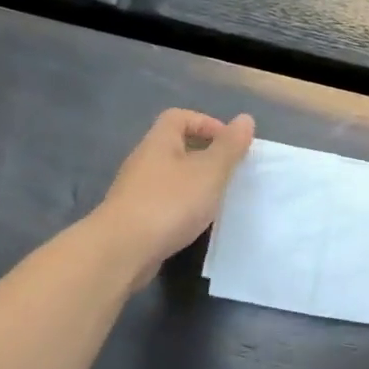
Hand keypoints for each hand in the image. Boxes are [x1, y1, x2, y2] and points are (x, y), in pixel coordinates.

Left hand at [95, 109, 254, 286]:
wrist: (122, 250)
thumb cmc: (170, 203)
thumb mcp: (209, 171)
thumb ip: (229, 147)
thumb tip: (245, 119)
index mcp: (159, 143)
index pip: (178, 117)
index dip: (206, 123)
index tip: (230, 144)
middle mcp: (144, 161)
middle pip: (174, 147)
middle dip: (204, 155)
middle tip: (229, 173)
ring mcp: (136, 191)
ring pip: (171, 177)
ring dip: (195, 183)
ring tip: (217, 199)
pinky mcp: (135, 218)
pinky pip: (165, 202)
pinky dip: (183, 207)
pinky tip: (196, 223)